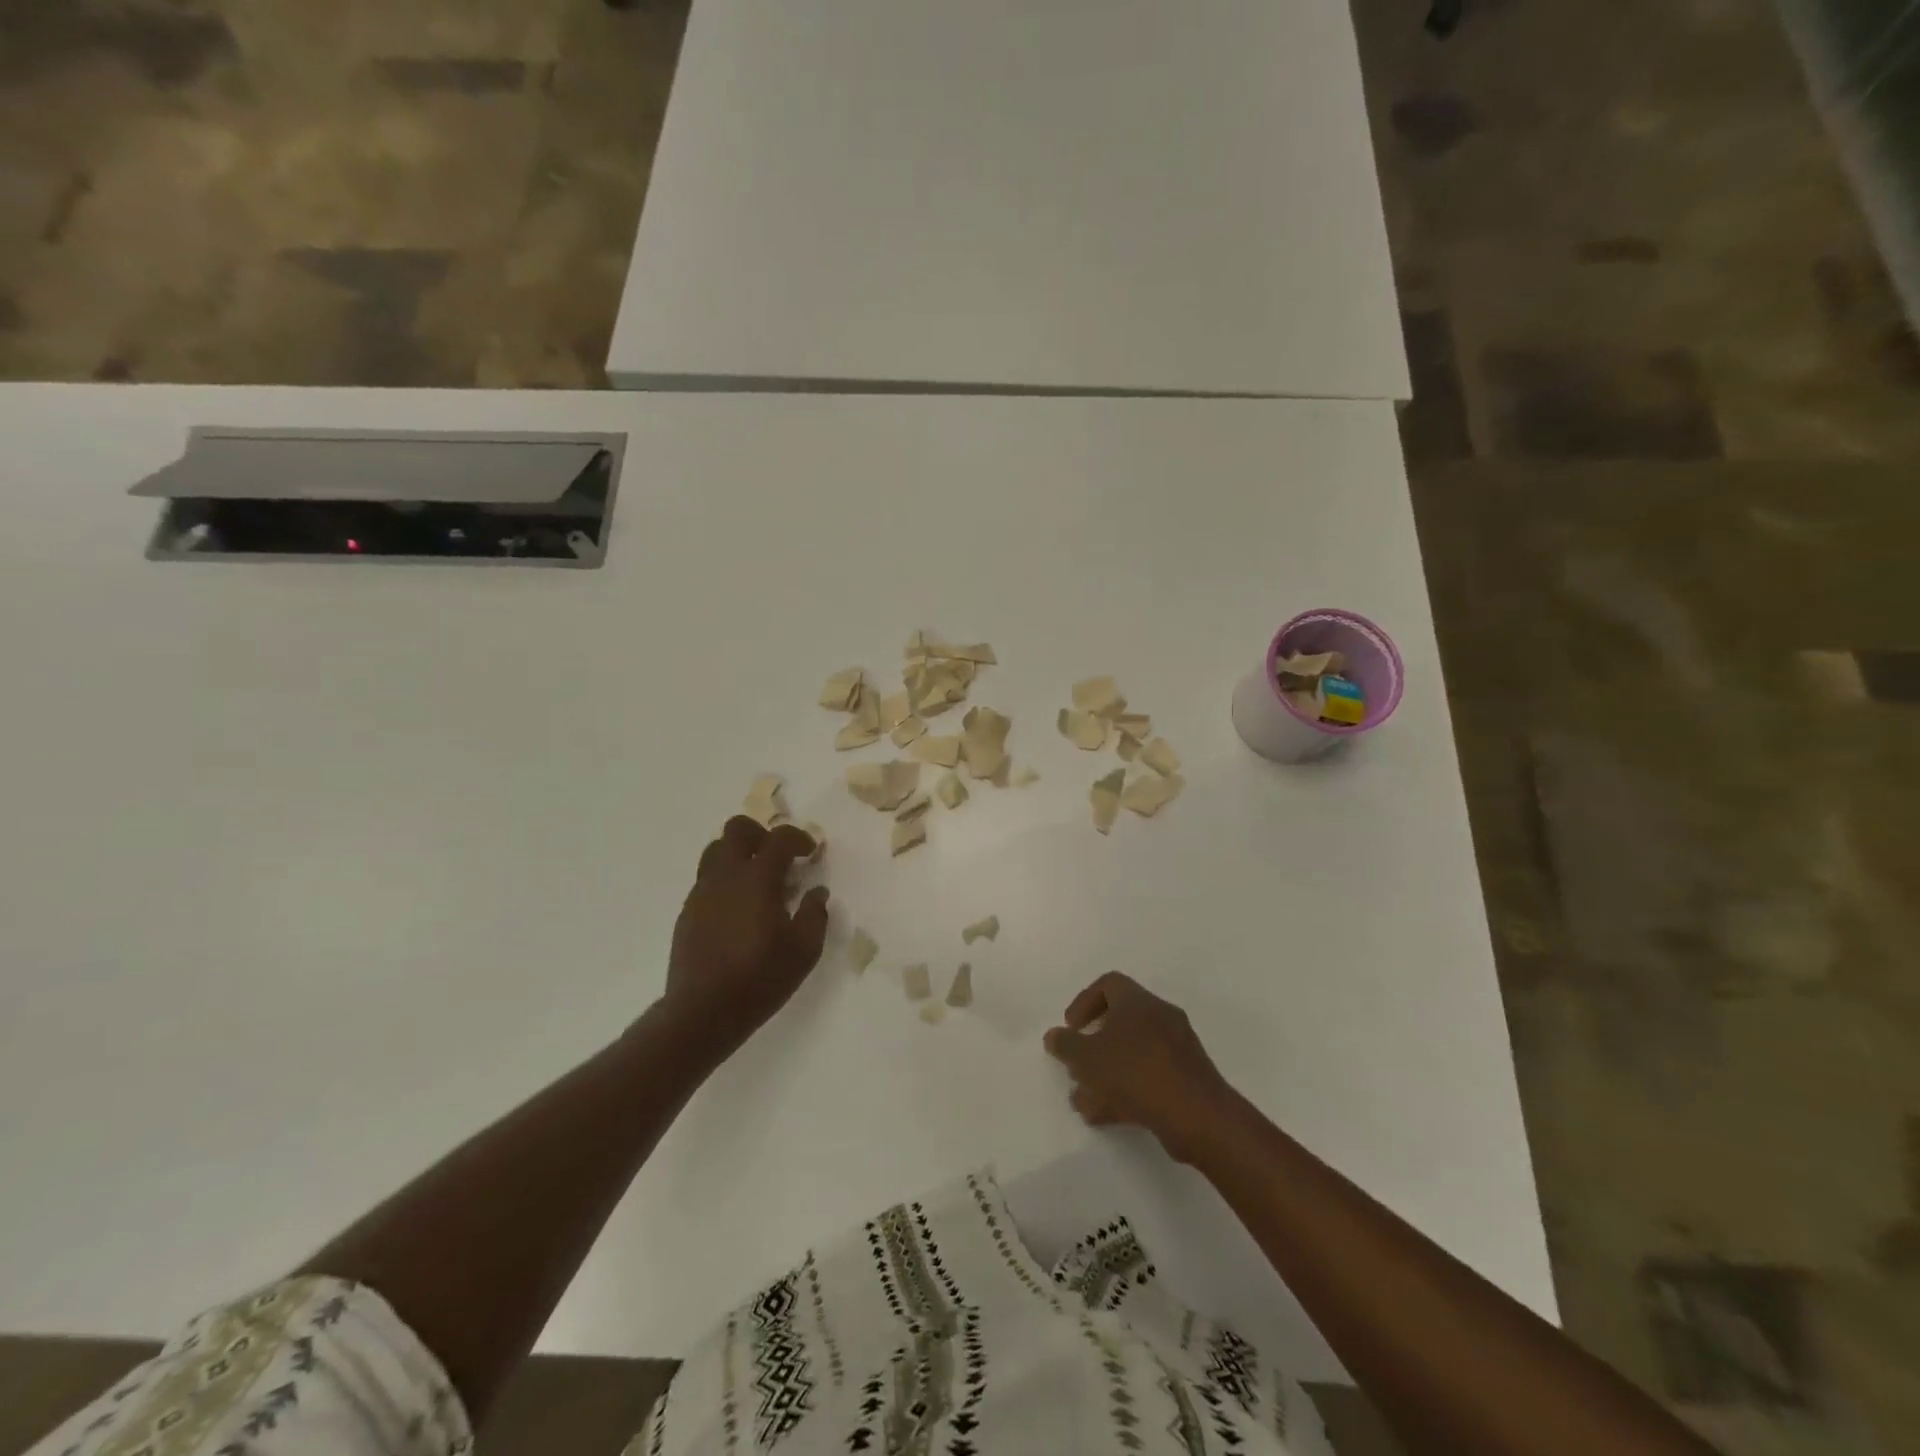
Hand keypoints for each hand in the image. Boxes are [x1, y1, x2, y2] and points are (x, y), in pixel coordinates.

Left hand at [662, 817, 830, 1060]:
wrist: (702, 1011)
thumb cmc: (760, 978)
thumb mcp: (804, 950)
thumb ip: (815, 914)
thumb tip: (817, 892)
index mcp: (757, 879)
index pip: (778, 838)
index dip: (799, 838)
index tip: (811, 852)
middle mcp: (726, 876)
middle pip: (737, 829)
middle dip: (761, 834)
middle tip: (779, 857)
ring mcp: (702, 892)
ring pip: (716, 850)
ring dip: (739, 855)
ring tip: (757, 881)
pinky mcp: (688, 911)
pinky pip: (707, 879)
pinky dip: (726, 881)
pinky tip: (739, 910)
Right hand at [1044, 972, 1234, 1162]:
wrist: (1197, 1115)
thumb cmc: (1135, 1073)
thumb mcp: (1087, 1058)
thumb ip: (1066, 1045)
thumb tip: (1054, 1036)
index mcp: (1138, 1002)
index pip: (1109, 984)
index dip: (1084, 1002)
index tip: (1071, 1027)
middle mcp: (1160, 1017)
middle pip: (1120, 1021)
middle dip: (1093, 1045)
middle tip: (1077, 1065)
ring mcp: (1177, 1049)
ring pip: (1133, 1053)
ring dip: (1106, 1073)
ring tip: (1084, 1100)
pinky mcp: (1187, 1079)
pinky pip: (1149, 1076)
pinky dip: (1125, 1090)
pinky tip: (1104, 1116)